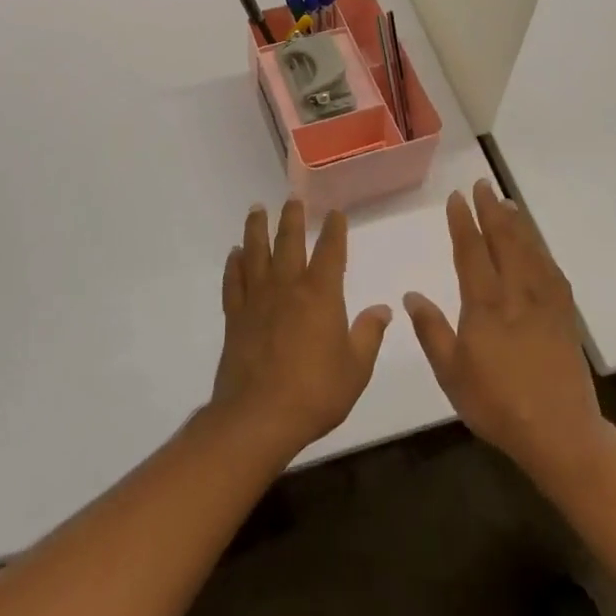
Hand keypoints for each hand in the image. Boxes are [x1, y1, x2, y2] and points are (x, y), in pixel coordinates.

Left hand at [209, 199, 391, 460]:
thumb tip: (383, 309)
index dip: (335, 230)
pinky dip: (234, 265)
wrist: (258, 417)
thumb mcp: (356, 368)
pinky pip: (233, 282)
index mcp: (321, 294)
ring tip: (257, 209)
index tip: (336, 213)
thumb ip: (368, 334)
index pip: (331, 251)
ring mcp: (257, 299)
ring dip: (257, 229)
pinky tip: (234, 254)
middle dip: (293, 217)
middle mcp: (288, 287)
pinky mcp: (235, 317)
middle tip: (292, 198)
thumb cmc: (315, 393)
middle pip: (289, 241)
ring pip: (256, 253)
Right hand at [404, 180, 602, 483]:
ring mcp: (545, 301)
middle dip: (491, 210)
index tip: (457, 198)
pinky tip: (537, 245)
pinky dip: (541, 249)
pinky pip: (552, 270)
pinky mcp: (565, 315)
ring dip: (517, 223)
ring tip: (507, 202)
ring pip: (530, 249)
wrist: (560, 432)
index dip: (463, 221)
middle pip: (504, 240)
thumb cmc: (497, 405)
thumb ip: (431, 331)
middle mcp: (516, 292)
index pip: (472, 251)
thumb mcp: (452, 374)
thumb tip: (412, 296)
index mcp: (485, 304)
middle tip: (483, 185)